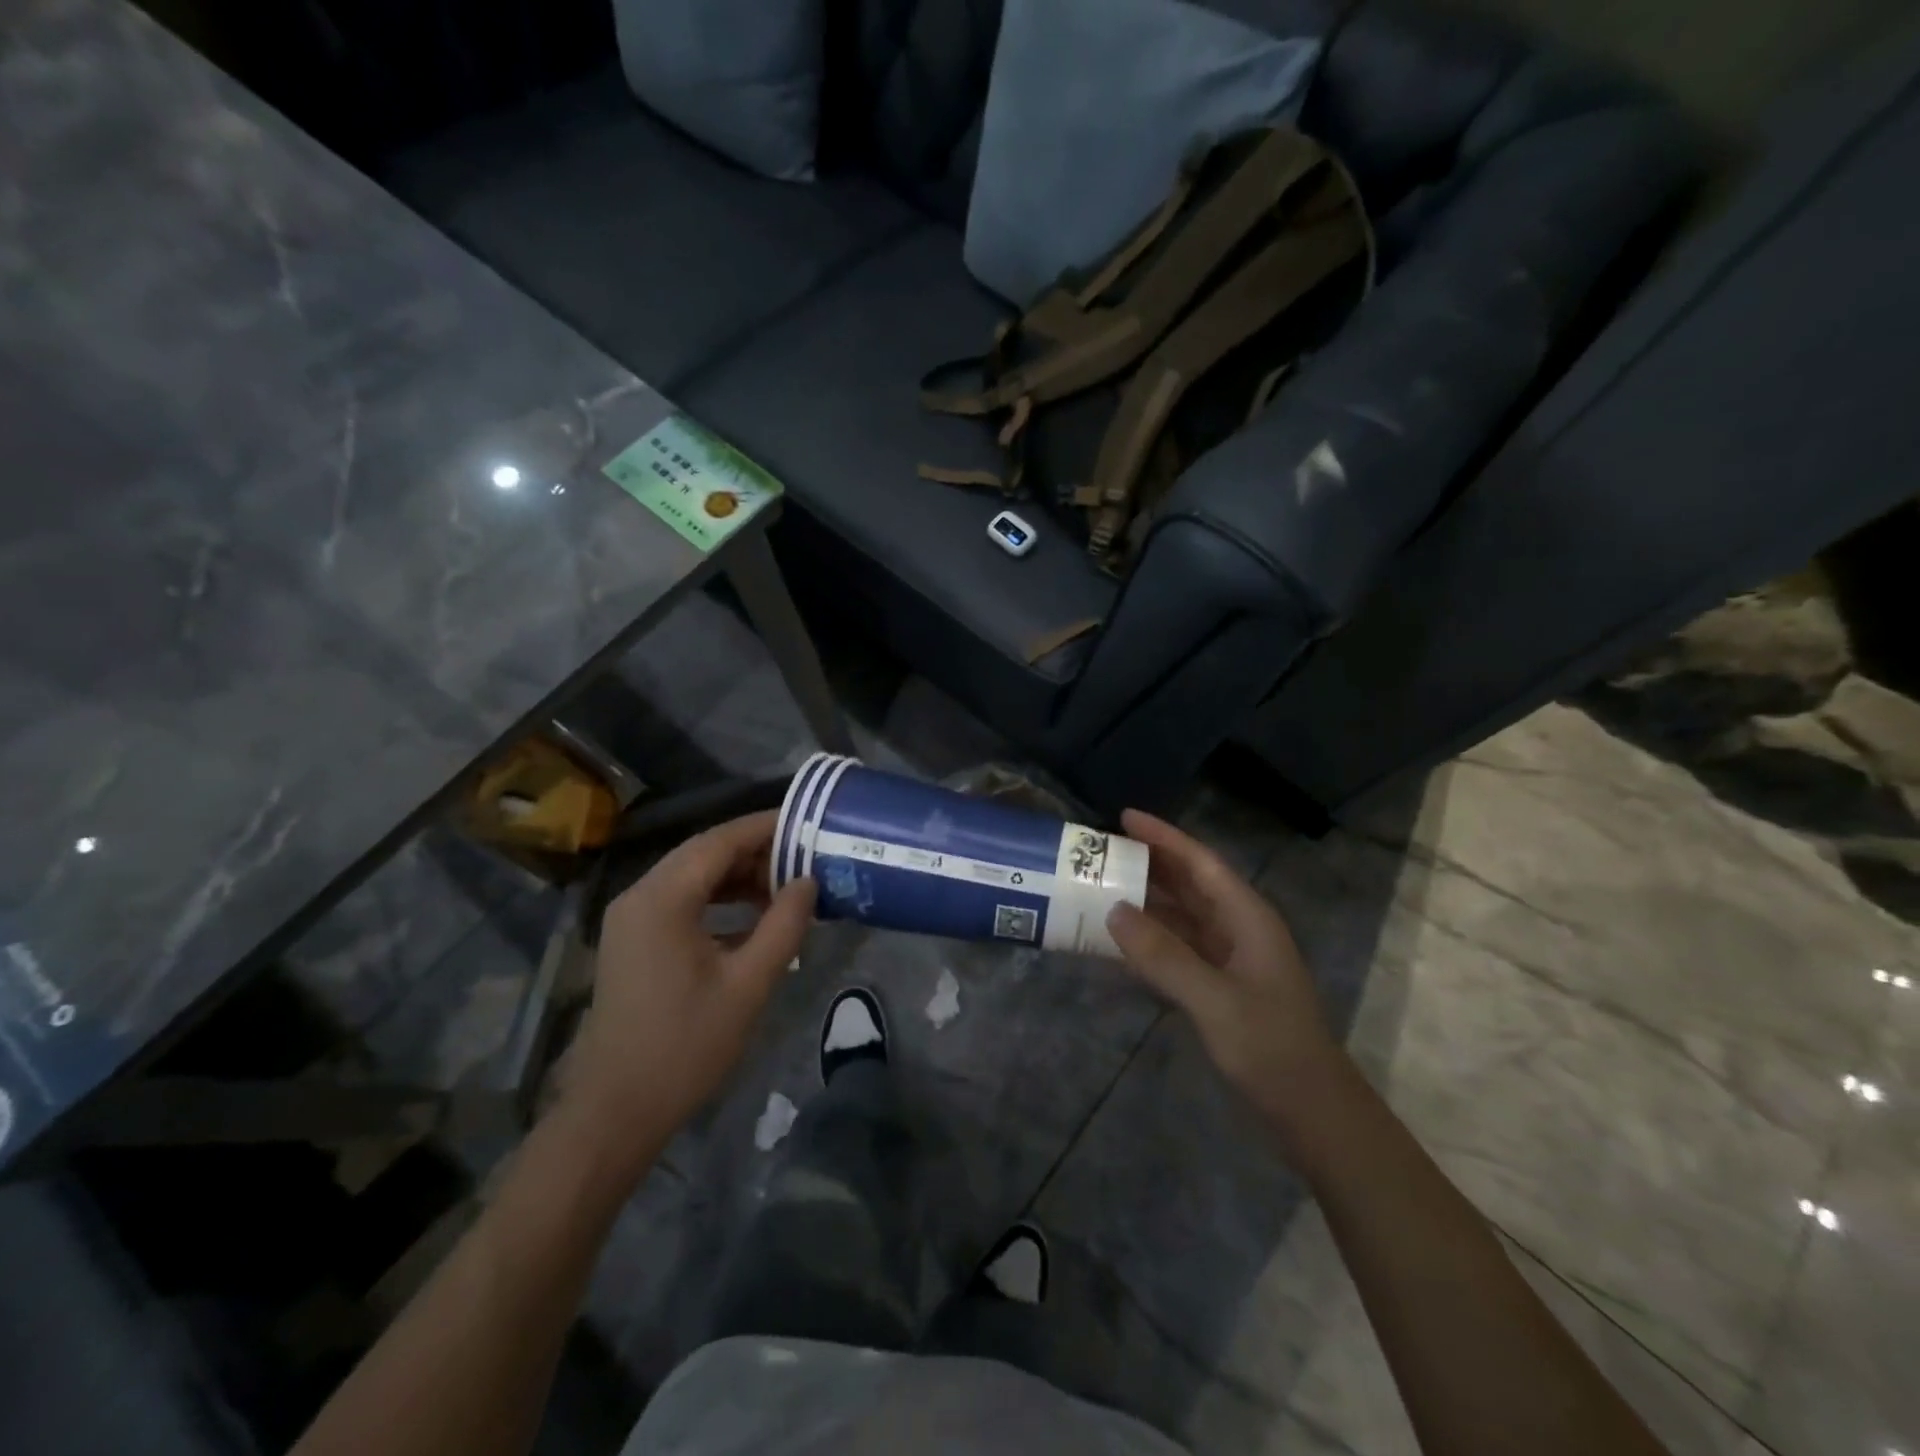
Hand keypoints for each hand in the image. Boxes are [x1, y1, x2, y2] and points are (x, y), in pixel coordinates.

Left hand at [563, 811, 815, 1159]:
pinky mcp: (633, 940)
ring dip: (738, 875)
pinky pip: (681, 900)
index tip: (807, 822)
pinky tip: (754, 915)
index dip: (765, 827)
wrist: (616, 1111)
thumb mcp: (749, 984)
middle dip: (756, 850)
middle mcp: (640, 896)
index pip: (720, 841)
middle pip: (704, 853)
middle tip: (805, 855)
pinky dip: (718, 898)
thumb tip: (808, 882)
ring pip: (692, 875)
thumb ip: (784, 925)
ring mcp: (631, 918)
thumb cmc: (686, 1047)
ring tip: (787, 885)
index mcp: (662, 899)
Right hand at [1106, 809, 1343, 1130]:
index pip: (1201, 863)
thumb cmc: (1271, 1047)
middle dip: (1150, 863)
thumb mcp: (1214, 1001)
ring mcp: (1231, 958)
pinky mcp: (1221, 986)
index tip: (1125, 816)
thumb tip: (1113, 911)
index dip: (1164, 837)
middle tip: (1103, 849)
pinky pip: (1179, 947)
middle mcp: (1239, 929)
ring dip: (1147, 900)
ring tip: (1102, 886)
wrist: (1312, 1111)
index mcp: (1247, 918)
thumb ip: (1164, 956)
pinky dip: (1151, 937)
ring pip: (1183, 915)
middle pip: (1191, 883)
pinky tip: (1121, 940)